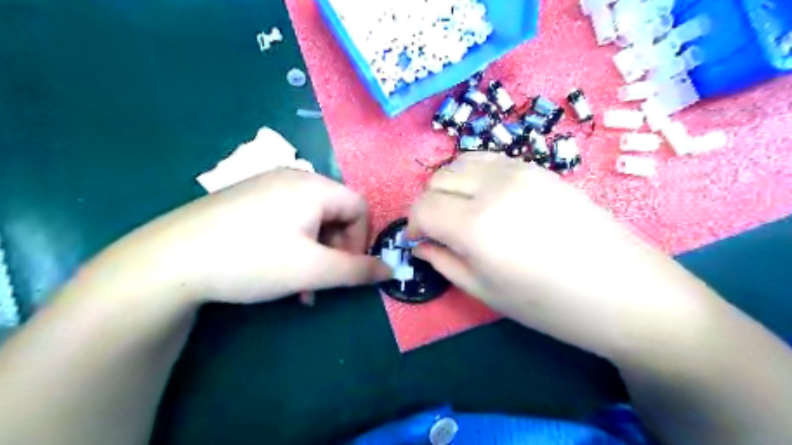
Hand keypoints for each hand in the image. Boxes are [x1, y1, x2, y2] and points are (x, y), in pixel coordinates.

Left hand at [117, 169, 391, 304]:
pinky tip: (277, 269)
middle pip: (335, 213)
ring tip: (299, 285)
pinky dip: (293, 245)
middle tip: (321, 281)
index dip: (362, 240)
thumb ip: (358, 271)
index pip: (360, 207)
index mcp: (314, 186)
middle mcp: (293, 178)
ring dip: (314, 253)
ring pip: (311, 220)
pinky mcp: (247, 199)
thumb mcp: (313, 270)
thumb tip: (391, 271)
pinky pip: (287, 219)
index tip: (347, 269)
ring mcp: (266, 186)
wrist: (168, 261)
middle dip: (335, 250)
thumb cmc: (252, 260)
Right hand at [408, 153, 719, 357]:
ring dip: (450, 186)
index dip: (412, 224)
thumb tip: (419, 245)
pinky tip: (486, 198)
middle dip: (428, 204)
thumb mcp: (485, 292)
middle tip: (438, 230)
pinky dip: (474, 175)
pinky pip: (490, 160)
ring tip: (460, 211)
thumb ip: (444, 262)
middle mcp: (493, 187)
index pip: (423, 208)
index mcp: (476, 225)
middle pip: (438, 180)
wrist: (625, 291)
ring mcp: (519, 171)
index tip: (418, 240)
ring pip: (461, 162)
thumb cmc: (550, 304)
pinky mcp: (538, 168)